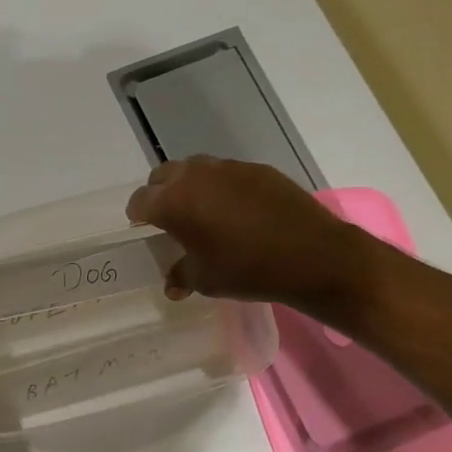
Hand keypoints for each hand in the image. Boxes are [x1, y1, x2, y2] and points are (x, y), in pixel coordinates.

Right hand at [125, 157, 374, 311]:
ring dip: (190, 186)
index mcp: (173, 203)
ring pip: (195, 169)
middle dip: (160, 194)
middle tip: (170, 218)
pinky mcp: (257, 169)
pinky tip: (237, 211)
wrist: (313, 256)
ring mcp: (228, 168)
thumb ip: (181, 276)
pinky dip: (222, 187)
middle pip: (163, 176)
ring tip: (203, 212)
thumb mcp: (206, 280)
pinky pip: (227, 173)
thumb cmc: (247, 270)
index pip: (140, 200)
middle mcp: (195, 176)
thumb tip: (172, 283)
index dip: (138, 216)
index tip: (143, 228)